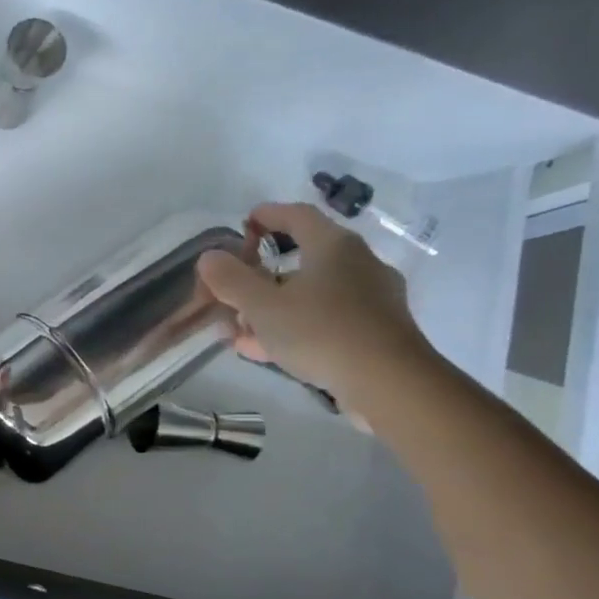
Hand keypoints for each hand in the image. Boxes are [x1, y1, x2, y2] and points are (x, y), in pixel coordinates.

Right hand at [194, 201, 431, 410]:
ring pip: (311, 293)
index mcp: (334, 246)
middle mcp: (358, 264)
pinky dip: (294, 327)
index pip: (297, 215)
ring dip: (274, 306)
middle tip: (234, 288)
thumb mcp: (263, 306)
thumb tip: (209, 257)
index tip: (243, 225)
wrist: (389, 383)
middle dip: (263, 274)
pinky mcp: (375, 332)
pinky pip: (324, 320)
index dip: (267, 215)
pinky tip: (266, 349)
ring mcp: (370, 299)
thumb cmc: (321, 331)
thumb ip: (231, 280)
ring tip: (240, 328)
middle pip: (303, 257)